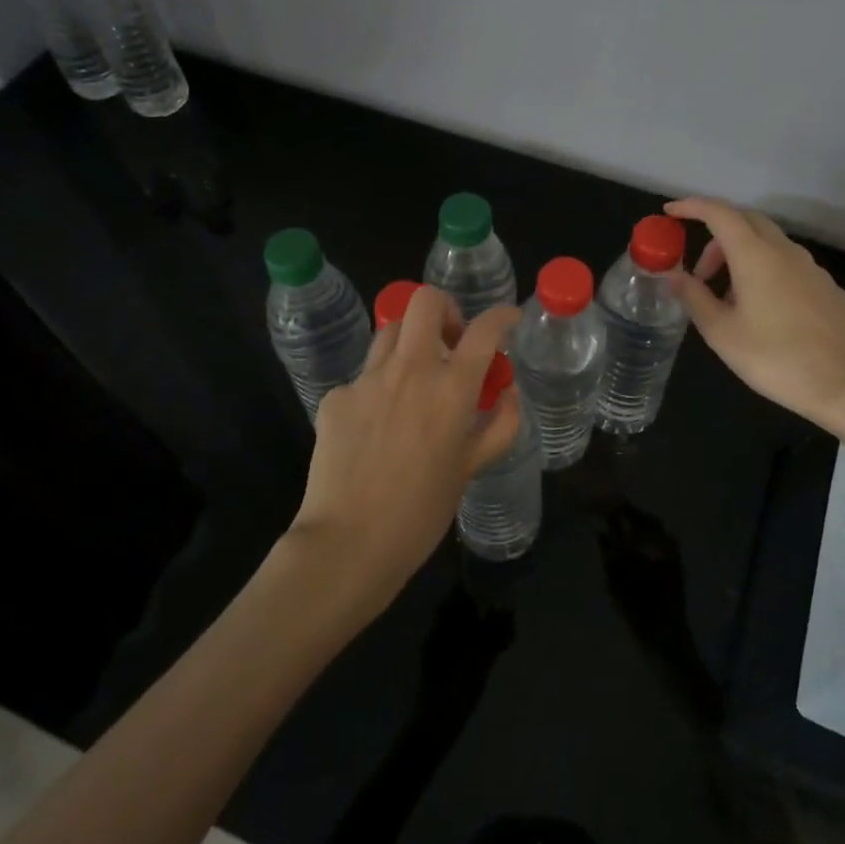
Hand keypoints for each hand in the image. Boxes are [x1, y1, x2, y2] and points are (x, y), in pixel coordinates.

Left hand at [288, 288, 520, 621]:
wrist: (349, 542)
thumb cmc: (421, 512)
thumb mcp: (471, 469)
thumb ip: (499, 426)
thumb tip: (508, 393)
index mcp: (450, 390)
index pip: (483, 331)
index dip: (502, 316)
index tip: (508, 319)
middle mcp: (409, 371)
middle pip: (425, 301)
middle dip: (445, 307)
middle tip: (451, 339)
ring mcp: (367, 380)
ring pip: (390, 331)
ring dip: (410, 341)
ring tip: (415, 377)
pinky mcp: (336, 396)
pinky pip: (363, 376)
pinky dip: (379, 387)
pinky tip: (377, 425)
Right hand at [664, 197, 844, 436]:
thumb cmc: (775, 359)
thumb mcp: (721, 333)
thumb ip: (694, 297)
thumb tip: (671, 275)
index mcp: (755, 256)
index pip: (720, 213)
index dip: (692, 207)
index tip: (671, 212)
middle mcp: (786, 252)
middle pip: (747, 222)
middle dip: (716, 236)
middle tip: (699, 272)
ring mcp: (813, 269)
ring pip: (769, 244)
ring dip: (741, 258)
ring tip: (729, 301)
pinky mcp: (829, 288)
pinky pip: (789, 266)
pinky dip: (766, 273)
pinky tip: (765, 314)